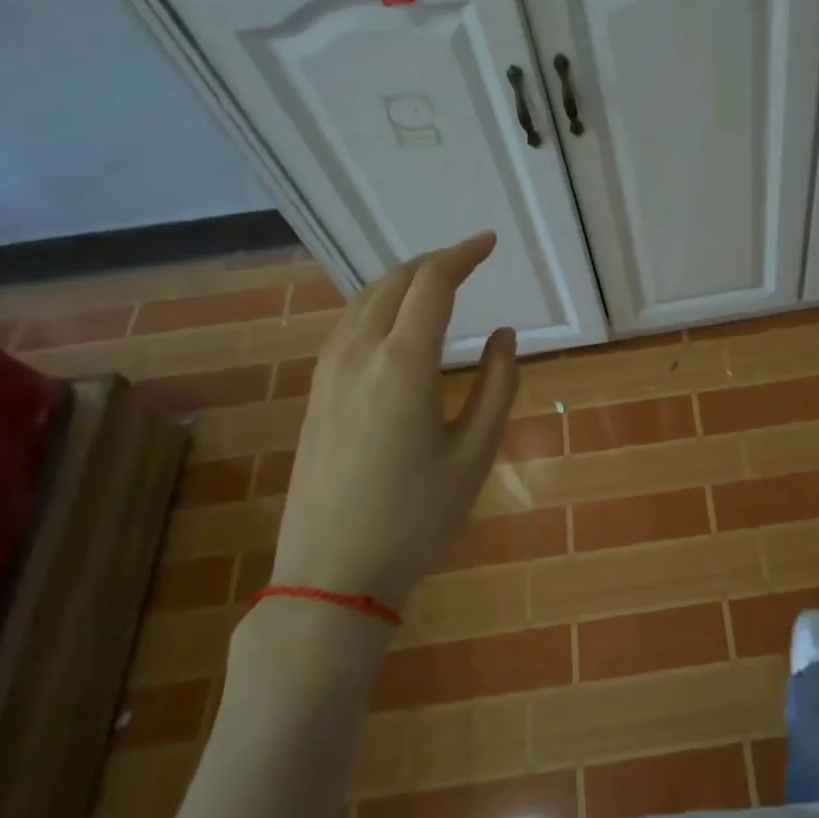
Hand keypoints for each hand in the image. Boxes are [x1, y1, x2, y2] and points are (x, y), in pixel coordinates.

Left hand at [270, 232, 517, 607]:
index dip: (463, 255)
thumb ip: (497, 386)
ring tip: (435, 283)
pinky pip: (347, 327)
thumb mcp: (474, 453)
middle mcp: (358, 355)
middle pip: (393, 283)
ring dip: (402, 281)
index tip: (490, 242)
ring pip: (364, 302)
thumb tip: (504, 335)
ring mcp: (328, 374)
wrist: (331, 575)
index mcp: (403, 364)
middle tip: (468, 260)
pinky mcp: (315, 395)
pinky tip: (393, 323)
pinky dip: (377, 306)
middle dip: (433, 262)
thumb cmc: (416, 517)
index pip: (432, 284)